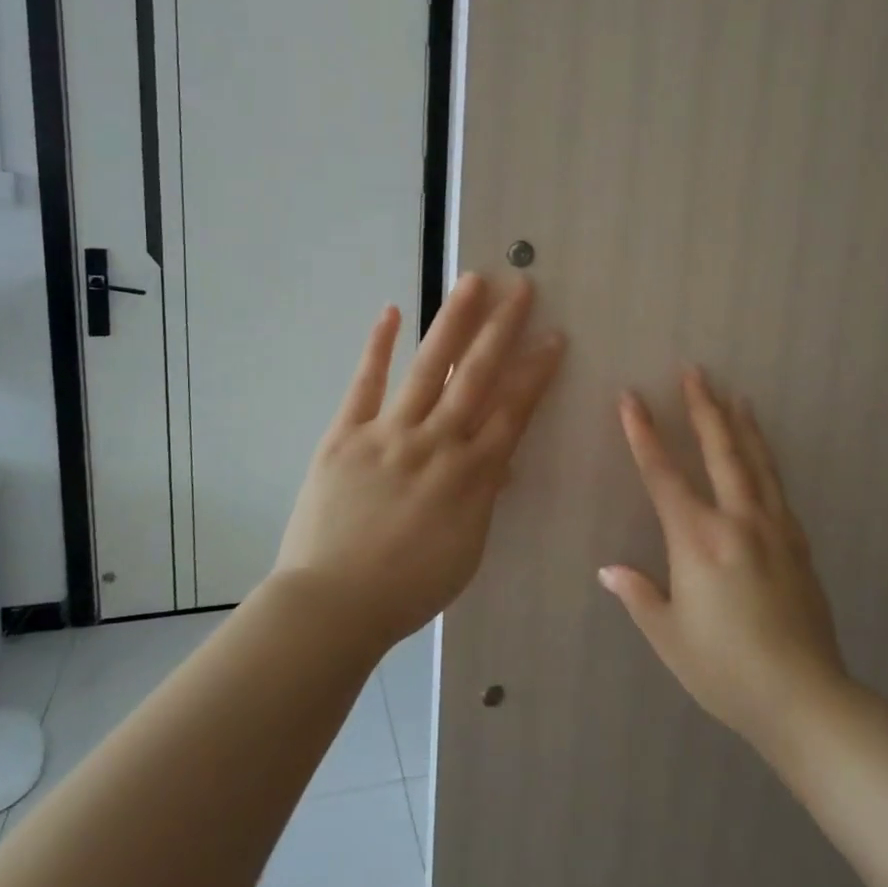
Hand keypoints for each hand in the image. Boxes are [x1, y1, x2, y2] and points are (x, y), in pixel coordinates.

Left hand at [275, 274, 565, 645]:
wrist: (333, 604)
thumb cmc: (408, 588)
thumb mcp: (467, 551)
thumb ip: (484, 499)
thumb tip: (500, 462)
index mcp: (471, 475)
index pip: (513, 411)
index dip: (536, 371)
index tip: (553, 336)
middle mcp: (436, 443)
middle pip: (477, 376)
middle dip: (503, 329)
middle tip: (522, 287)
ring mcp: (388, 434)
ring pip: (429, 368)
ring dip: (453, 322)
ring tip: (473, 282)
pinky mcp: (345, 435)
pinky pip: (364, 384)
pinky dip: (378, 347)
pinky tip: (392, 312)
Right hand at [602, 368, 846, 745]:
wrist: (805, 698)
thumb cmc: (725, 671)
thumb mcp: (669, 637)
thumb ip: (639, 595)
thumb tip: (609, 570)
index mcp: (698, 541)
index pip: (663, 475)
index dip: (643, 434)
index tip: (630, 398)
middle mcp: (737, 522)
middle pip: (719, 451)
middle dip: (702, 408)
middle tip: (694, 372)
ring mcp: (774, 529)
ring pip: (756, 462)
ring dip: (741, 425)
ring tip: (734, 394)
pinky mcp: (799, 545)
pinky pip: (778, 488)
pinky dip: (766, 460)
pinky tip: (763, 455)